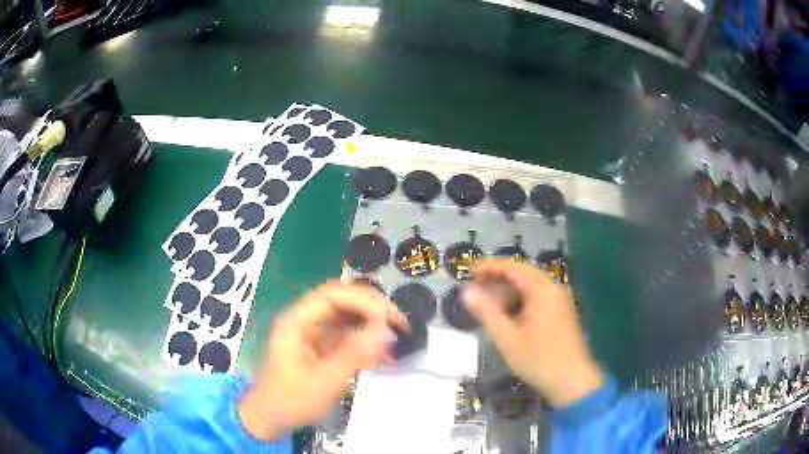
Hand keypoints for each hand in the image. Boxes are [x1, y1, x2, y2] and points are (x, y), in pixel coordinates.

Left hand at [238, 282, 409, 440]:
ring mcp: (314, 334)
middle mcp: (305, 321)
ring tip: (399, 337)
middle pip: (342, 301)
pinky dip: (368, 343)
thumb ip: (354, 355)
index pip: (332, 295)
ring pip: (348, 318)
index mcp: (297, 321)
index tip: (389, 318)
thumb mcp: (324, 381)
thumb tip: (386, 330)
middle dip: (372, 309)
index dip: (363, 301)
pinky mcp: (322, 348)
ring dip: (373, 325)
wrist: (271, 419)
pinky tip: (386, 356)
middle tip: (400, 324)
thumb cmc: (291, 401)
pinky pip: (348, 337)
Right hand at [462, 259, 602, 407]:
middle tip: (476, 287)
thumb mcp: (507, 337)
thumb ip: (486, 311)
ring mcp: (560, 300)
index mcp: (541, 289)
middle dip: (498, 278)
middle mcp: (553, 288)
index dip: (490, 266)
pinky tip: (509, 315)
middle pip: (523, 274)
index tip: (469, 271)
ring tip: (489, 303)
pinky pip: (538, 297)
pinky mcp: (562, 312)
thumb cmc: (538, 359)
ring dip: (509, 291)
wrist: (572, 380)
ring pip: (531, 286)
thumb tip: (466, 291)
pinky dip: (521, 300)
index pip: (512, 267)